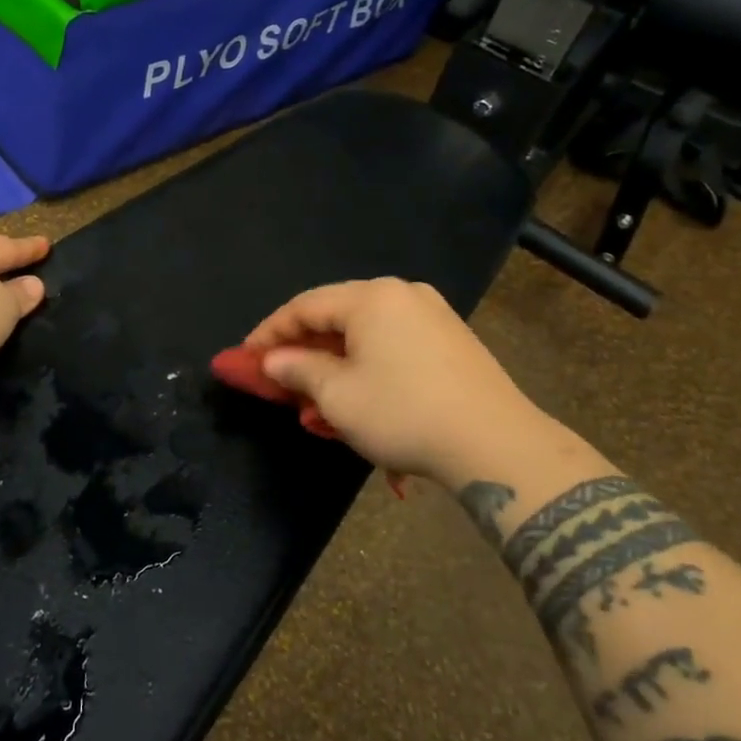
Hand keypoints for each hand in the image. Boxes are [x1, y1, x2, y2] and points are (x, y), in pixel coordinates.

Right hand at [245, 278, 564, 487]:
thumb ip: (297, 370)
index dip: (268, 334)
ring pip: (364, 339)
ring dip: (334, 370)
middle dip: (302, 355)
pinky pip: (393, 350)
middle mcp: (402, 295)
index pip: (304, 307)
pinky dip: (367, 373)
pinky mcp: (452, 343)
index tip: (243, 360)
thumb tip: (272, 361)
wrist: (497, 445)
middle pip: (335, 319)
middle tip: (277, 385)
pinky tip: (358, 406)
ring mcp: (432, 317)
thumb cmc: (403, 413)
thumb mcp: (337, 395)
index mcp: (371, 297)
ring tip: (314, 409)